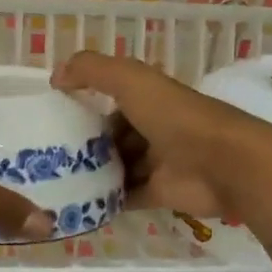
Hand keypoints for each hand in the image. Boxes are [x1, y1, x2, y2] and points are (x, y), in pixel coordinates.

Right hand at [51, 52, 257, 219]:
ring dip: (92, 172)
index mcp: (150, 99)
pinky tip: (75, 201)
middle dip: (84, 143)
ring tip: (54, 179)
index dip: (86, 104)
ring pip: (117, 167)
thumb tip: (55, 77)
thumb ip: (91, 70)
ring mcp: (157, 163)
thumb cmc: (175, 116)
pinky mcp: (159, 194)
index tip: (54, 116)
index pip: (112, 99)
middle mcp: (154, 128)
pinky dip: (104, 200)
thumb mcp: (130, 79)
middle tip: (48, 154)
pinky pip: (125, 197)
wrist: (223, 164)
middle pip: (112, 136)